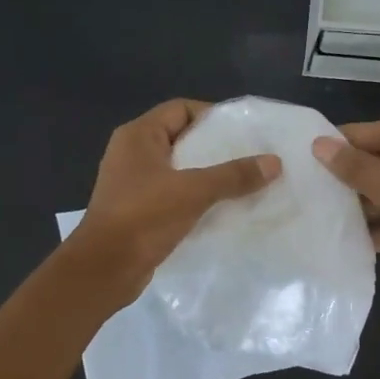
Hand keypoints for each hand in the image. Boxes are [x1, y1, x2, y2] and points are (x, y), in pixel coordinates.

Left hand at [70, 99, 279, 298]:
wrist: (105, 269)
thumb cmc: (144, 217)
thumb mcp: (193, 191)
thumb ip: (233, 175)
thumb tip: (274, 162)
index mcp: (138, 136)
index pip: (181, 109)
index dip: (212, 116)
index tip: (244, 132)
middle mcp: (133, 154)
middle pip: (182, 139)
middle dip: (216, 149)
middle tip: (251, 158)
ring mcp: (133, 184)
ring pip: (179, 171)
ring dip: (208, 177)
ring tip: (244, 184)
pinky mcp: (139, 211)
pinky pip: (174, 196)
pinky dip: (197, 200)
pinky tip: (223, 210)